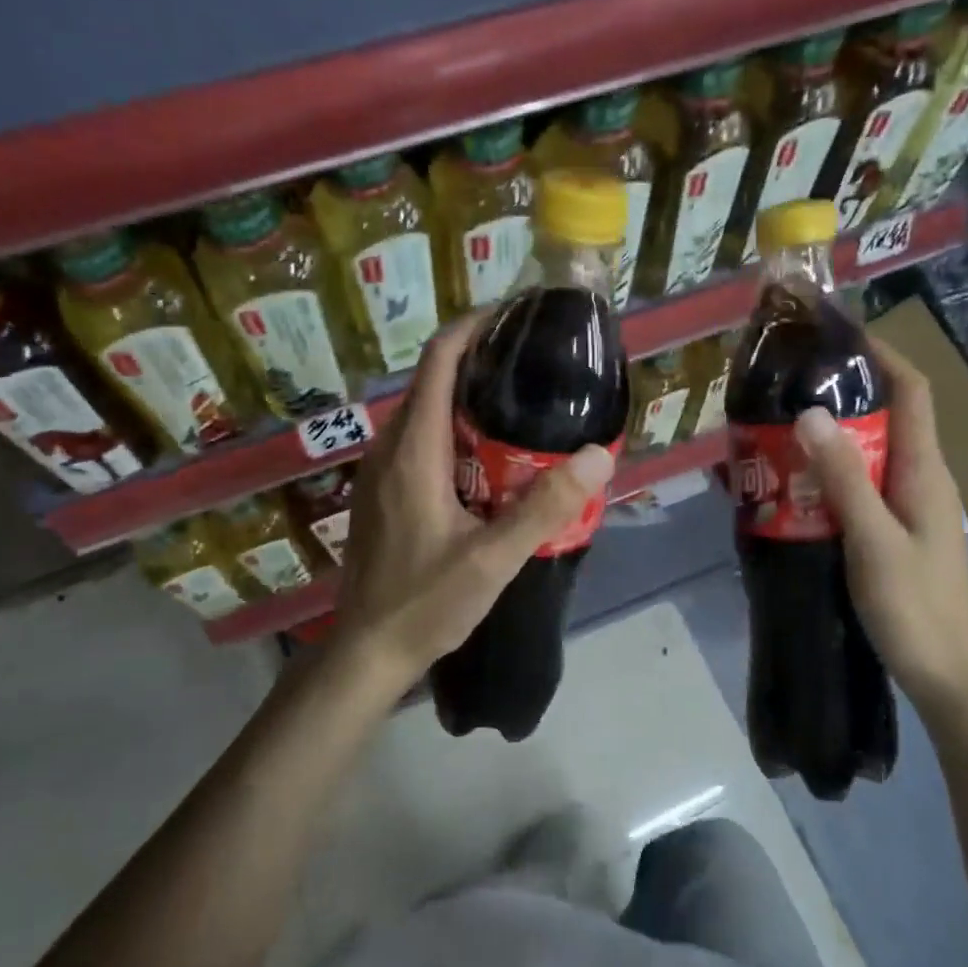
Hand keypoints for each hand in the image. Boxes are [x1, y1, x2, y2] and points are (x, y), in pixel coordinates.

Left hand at [332, 319, 615, 684]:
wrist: (368, 651)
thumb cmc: (425, 603)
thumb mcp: (493, 559)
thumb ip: (545, 507)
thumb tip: (598, 454)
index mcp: (413, 451)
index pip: (438, 362)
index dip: (473, 327)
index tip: (514, 315)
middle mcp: (390, 449)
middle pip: (433, 382)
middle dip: (480, 362)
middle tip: (535, 365)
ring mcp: (381, 472)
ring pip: (426, 414)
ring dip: (468, 400)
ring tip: (523, 406)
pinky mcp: (383, 493)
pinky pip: (420, 442)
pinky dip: (455, 432)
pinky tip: (491, 459)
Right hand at [793, 339, 967, 729]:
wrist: (949, 674)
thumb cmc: (916, 607)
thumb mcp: (874, 540)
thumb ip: (844, 478)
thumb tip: (812, 414)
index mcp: (925, 471)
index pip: (912, 391)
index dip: (881, 353)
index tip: (837, 331)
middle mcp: (921, 478)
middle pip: (887, 416)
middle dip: (843, 391)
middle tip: (787, 382)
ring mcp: (909, 506)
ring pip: (869, 452)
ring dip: (830, 435)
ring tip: (778, 427)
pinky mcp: (894, 530)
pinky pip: (860, 484)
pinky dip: (830, 473)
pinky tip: (793, 484)